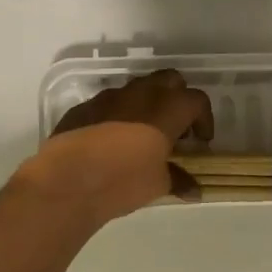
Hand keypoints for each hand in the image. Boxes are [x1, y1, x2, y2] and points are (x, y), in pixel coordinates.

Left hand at [17, 70, 215, 224]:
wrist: (67, 180)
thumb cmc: (123, 180)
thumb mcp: (158, 184)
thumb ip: (179, 180)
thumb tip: (195, 190)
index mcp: (167, 108)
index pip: (197, 101)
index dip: (204, 119)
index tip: (201, 142)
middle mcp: (141, 93)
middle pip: (170, 81)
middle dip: (178, 99)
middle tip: (176, 128)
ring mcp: (110, 96)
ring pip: (138, 88)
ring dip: (147, 104)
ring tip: (144, 134)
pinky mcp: (85, 106)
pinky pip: (110, 103)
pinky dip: (119, 115)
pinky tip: (112, 141)